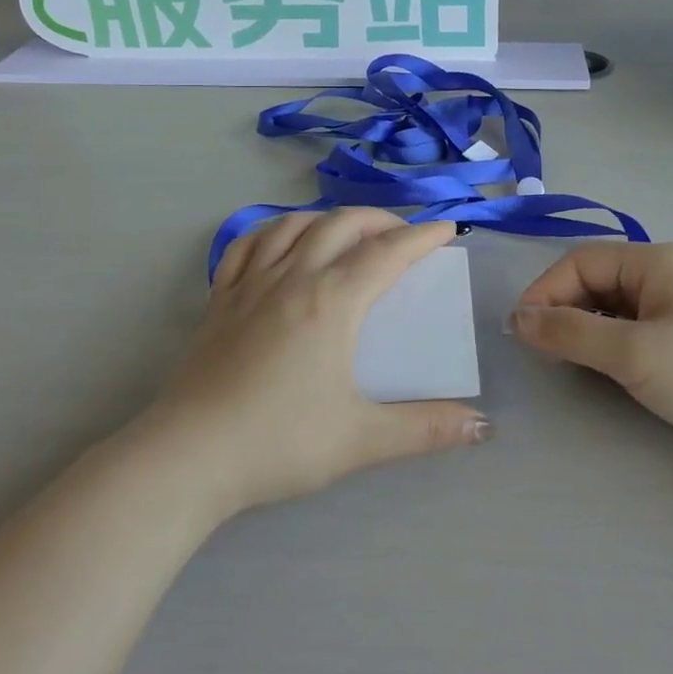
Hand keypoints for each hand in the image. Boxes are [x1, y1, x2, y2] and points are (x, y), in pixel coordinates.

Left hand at [147, 209, 491, 517]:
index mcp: (332, 302)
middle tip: (404, 233)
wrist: (190, 456)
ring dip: (329, 218)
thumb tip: (482, 427)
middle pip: (342, 225)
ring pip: (294, 225)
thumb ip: (425, 429)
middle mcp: (293, 278)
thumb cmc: (279, 442)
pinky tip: (281, 241)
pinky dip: (274, 231)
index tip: (447, 229)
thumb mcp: (362, 439)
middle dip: (380, 219)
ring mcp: (251, 284)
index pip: (387, 253)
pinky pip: (248, 245)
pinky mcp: (220, 300)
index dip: (421, 236)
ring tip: (349, 230)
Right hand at [510, 242, 672, 482]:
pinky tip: (608, 368)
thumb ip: (570, 333)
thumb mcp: (633, 354)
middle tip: (543, 351)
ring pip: (615, 306)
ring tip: (570, 362)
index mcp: (656, 260)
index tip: (520, 332)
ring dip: (587, 328)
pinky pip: (637, 327)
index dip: (544, 292)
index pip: (581, 262)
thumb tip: (516, 318)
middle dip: (564, 310)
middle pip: (597, 280)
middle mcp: (668, 272)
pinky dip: (613, 343)